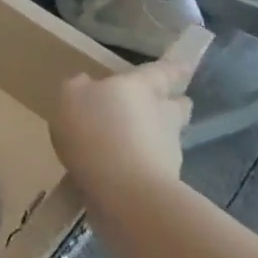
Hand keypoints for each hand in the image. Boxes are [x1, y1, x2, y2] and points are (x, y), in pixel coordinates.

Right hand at [51, 27, 211, 191]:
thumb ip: (80, 87)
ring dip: (154, 136)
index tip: (185, 65)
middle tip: (162, 103)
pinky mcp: (164, 182)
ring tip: (130, 142)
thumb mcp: (71, 97)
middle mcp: (162, 114)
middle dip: (172, 103)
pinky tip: (120, 171)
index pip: (163, 71)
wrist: (124, 192)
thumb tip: (87, 84)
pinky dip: (142, 165)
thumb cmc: (96, 130)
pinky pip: (153, 165)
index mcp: (142, 87)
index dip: (172, 68)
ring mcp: (168, 151)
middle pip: (176, 105)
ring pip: (167, 136)